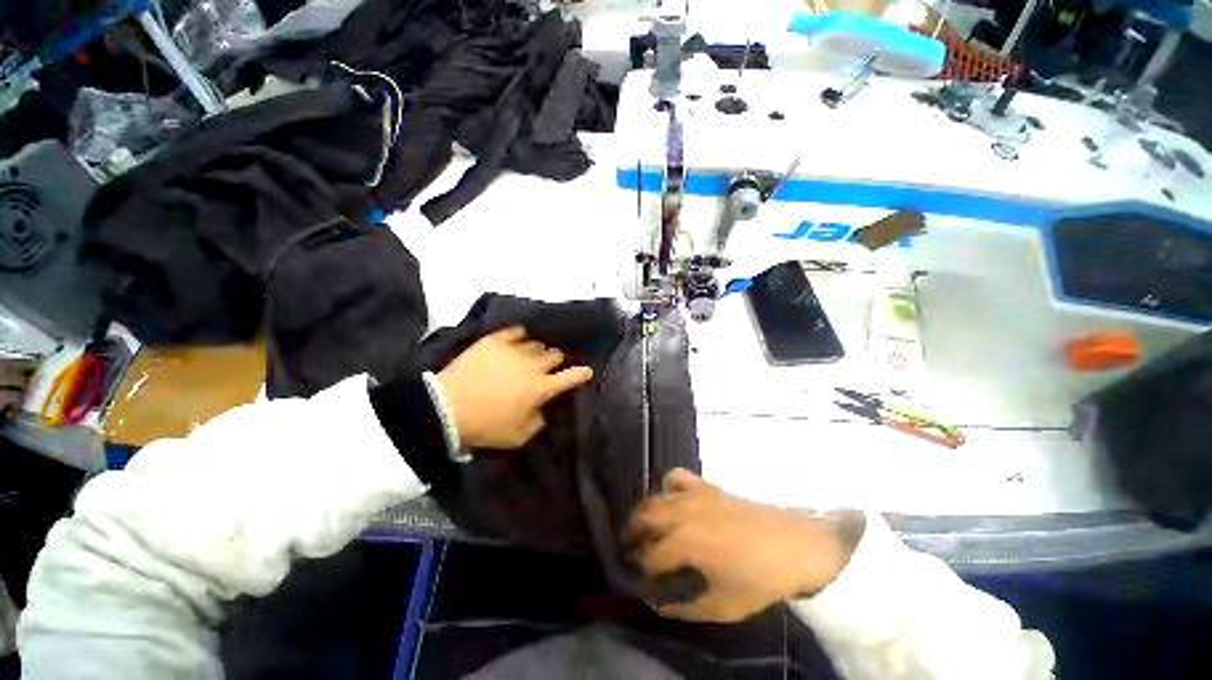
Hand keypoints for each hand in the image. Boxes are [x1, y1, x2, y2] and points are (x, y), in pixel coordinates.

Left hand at [438, 326, 592, 449]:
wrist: (446, 409)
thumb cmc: (486, 426)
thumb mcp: (520, 436)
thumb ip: (539, 420)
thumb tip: (543, 408)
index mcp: (542, 388)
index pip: (571, 377)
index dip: (582, 373)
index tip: (587, 371)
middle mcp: (534, 365)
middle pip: (555, 355)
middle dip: (556, 361)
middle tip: (548, 368)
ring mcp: (515, 350)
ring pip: (537, 343)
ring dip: (537, 352)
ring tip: (528, 357)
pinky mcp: (495, 341)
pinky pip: (516, 331)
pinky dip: (520, 336)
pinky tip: (517, 341)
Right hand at [627, 469, 858, 621]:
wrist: (793, 545)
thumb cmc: (759, 578)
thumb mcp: (724, 606)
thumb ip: (687, 607)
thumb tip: (660, 605)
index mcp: (684, 543)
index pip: (649, 556)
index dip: (641, 571)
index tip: (641, 581)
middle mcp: (681, 513)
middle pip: (643, 518)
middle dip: (632, 535)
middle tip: (631, 551)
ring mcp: (693, 495)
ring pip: (655, 497)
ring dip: (644, 512)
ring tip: (644, 527)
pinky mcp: (705, 485)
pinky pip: (677, 476)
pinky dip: (668, 486)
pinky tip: (671, 499)